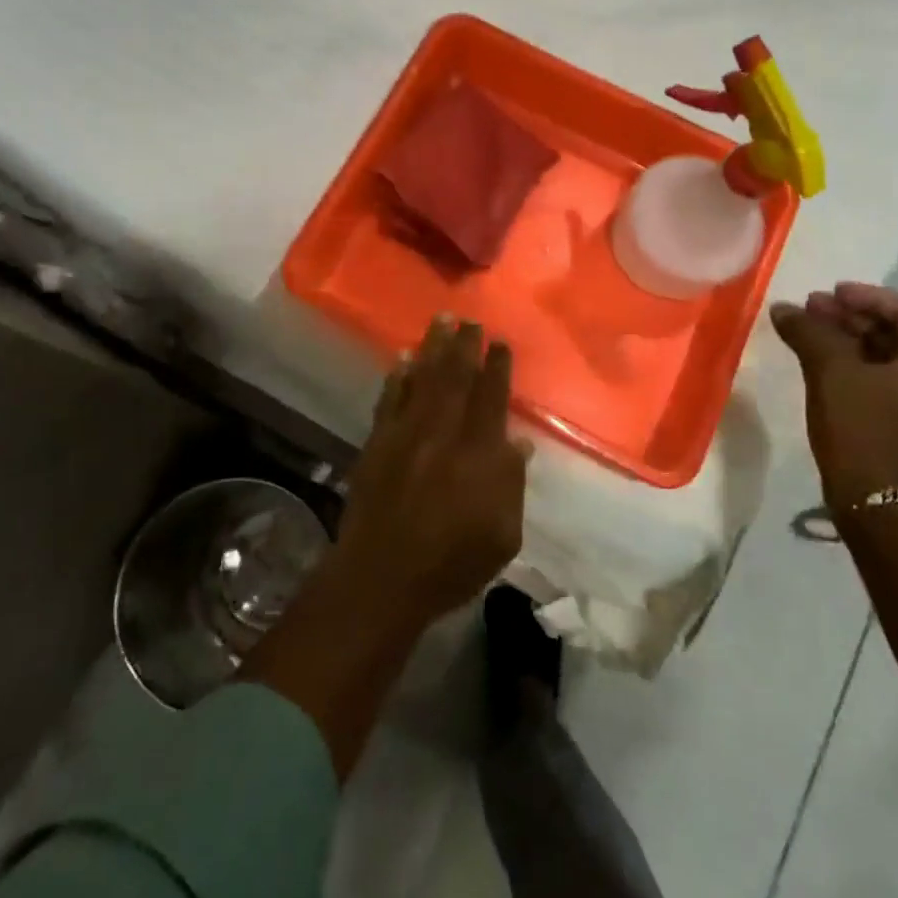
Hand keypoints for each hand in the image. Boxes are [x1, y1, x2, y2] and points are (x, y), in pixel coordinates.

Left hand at [334, 315, 528, 626]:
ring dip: (433, 347)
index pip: (491, 398)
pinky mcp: (377, 443)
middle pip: (456, 378)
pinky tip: (403, 359)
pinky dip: (398, 376)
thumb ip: (512, 485)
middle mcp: (442, 433)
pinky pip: (389, 399)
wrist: (382, 578)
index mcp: (478, 454)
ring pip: (423, 379)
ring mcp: (406, 434)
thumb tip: (520, 445)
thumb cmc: (451, 564)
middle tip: (469, 319)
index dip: (496, 367)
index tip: (499, 342)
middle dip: (464, 345)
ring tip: (441, 320)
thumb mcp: (502, 536)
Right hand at [770, 282, 897, 510]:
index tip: (834, 292)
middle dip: (849, 315)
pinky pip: (866, 377)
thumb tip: (783, 308)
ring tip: (803, 327)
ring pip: (875, 355)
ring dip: (841, 337)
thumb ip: (808, 333)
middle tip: (810, 306)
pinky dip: (841, 361)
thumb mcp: (832, 372)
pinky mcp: (887, 419)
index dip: (871, 297)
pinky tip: (810, 358)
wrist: (872, 501)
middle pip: (890, 332)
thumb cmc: (861, 428)